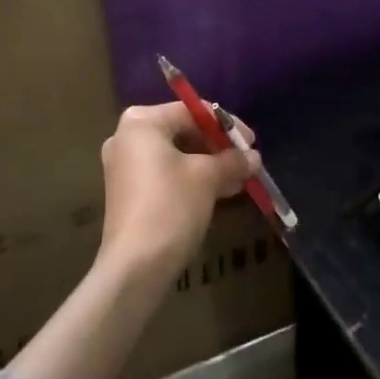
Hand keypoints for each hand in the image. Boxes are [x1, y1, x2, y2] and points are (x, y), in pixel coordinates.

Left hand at [99, 103, 256, 280]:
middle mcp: (128, 137)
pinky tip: (223, 191)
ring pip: (177, 156)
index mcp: (141, 122)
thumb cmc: (171, 206)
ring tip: (241, 178)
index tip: (252, 141)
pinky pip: (167, 175)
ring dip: (210, 165)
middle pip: (183, 131)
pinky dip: (193, 179)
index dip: (225, 125)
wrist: (136, 267)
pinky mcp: (130, 193)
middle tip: (247, 160)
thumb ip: (232, 160)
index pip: (191, 111)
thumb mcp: (207, 177)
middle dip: (218, 147)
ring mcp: (126, 166)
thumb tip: (253, 157)